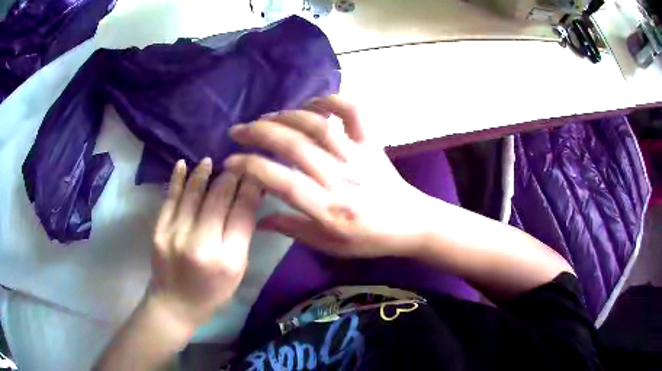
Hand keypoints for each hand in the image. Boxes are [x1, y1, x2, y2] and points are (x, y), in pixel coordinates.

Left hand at [150, 158, 262, 327]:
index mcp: (228, 259)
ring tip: (211, 161)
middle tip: (236, 166)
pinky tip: (183, 165)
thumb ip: (242, 235)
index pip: (242, 213)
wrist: (175, 304)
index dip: (250, 189)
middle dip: (230, 178)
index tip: (255, 173)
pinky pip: (170, 199)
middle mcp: (202, 244)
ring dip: (204, 174)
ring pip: (193, 194)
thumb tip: (248, 198)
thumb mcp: (237, 271)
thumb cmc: (212, 291)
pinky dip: (177, 180)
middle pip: (218, 199)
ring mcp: (176, 235)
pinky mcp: (159, 231)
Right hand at [224, 95, 433, 258]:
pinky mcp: (371, 143)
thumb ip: (293, 229)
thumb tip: (259, 219)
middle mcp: (340, 178)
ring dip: (285, 116)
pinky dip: (333, 100)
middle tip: (238, 131)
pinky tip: (313, 103)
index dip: (251, 168)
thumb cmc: (368, 238)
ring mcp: (358, 156)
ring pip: (317, 125)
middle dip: (258, 134)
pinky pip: (355, 112)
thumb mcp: (329, 245)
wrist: (411, 223)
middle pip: (294, 146)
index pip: (281, 182)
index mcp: (328, 208)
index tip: (231, 161)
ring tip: (265, 118)